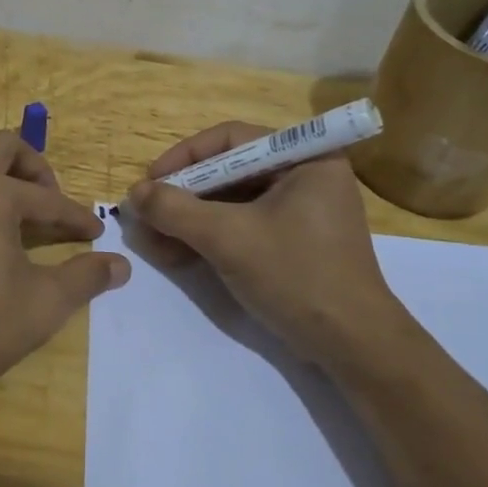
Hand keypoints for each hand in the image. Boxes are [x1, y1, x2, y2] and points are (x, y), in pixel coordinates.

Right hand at [124, 121, 410, 371]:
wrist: (353, 346)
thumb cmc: (296, 276)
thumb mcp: (228, 238)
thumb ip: (176, 210)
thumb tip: (134, 193)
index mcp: (305, 158)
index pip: (230, 140)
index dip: (184, 158)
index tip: (150, 182)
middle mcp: (305, 175)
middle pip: (229, 172)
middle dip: (183, 196)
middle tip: (146, 215)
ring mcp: (301, 211)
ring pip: (231, 202)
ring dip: (190, 220)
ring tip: (153, 241)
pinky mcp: (294, 242)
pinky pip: (243, 226)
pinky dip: (210, 237)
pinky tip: (177, 255)